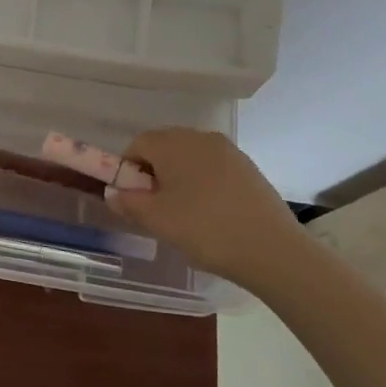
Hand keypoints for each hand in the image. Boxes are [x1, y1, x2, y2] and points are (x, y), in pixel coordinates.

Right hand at [104, 128, 307, 287]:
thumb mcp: (157, 220)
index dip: (128, 170)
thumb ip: (128, 202)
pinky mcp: (248, 167)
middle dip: (154, 173)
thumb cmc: (205, 229)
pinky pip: (213, 168)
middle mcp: (200, 137)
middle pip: (164, 147)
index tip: (134, 199)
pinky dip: (204, 184)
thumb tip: (113, 193)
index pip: (137, 144)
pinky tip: (211, 213)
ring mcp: (228, 150)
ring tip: (185, 214)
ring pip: (190, 158)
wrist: (272, 249)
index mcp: (173, 143)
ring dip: (179, 178)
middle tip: (157, 207)